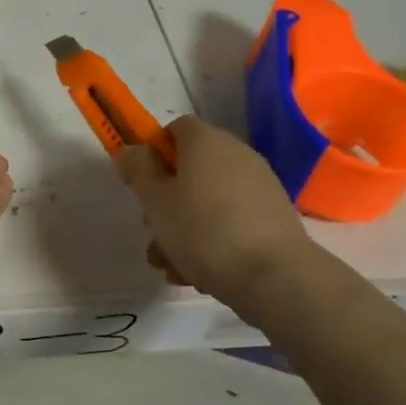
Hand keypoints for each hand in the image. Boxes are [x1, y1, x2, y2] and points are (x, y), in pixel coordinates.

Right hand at [115, 116, 311, 310]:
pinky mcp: (273, 217)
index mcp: (205, 142)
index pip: (175, 129)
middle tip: (153, 230)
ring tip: (171, 264)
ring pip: (208, 200)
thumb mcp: (155, 200)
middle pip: (190, 168)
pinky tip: (199, 273)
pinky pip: (231, 220)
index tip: (142, 183)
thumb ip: (138, 170)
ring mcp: (259, 186)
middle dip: (166, 199)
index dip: (153, 152)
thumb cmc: (203, 230)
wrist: (274, 276)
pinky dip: (213, 239)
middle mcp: (236, 154)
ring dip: (184, 227)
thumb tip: (131, 149)